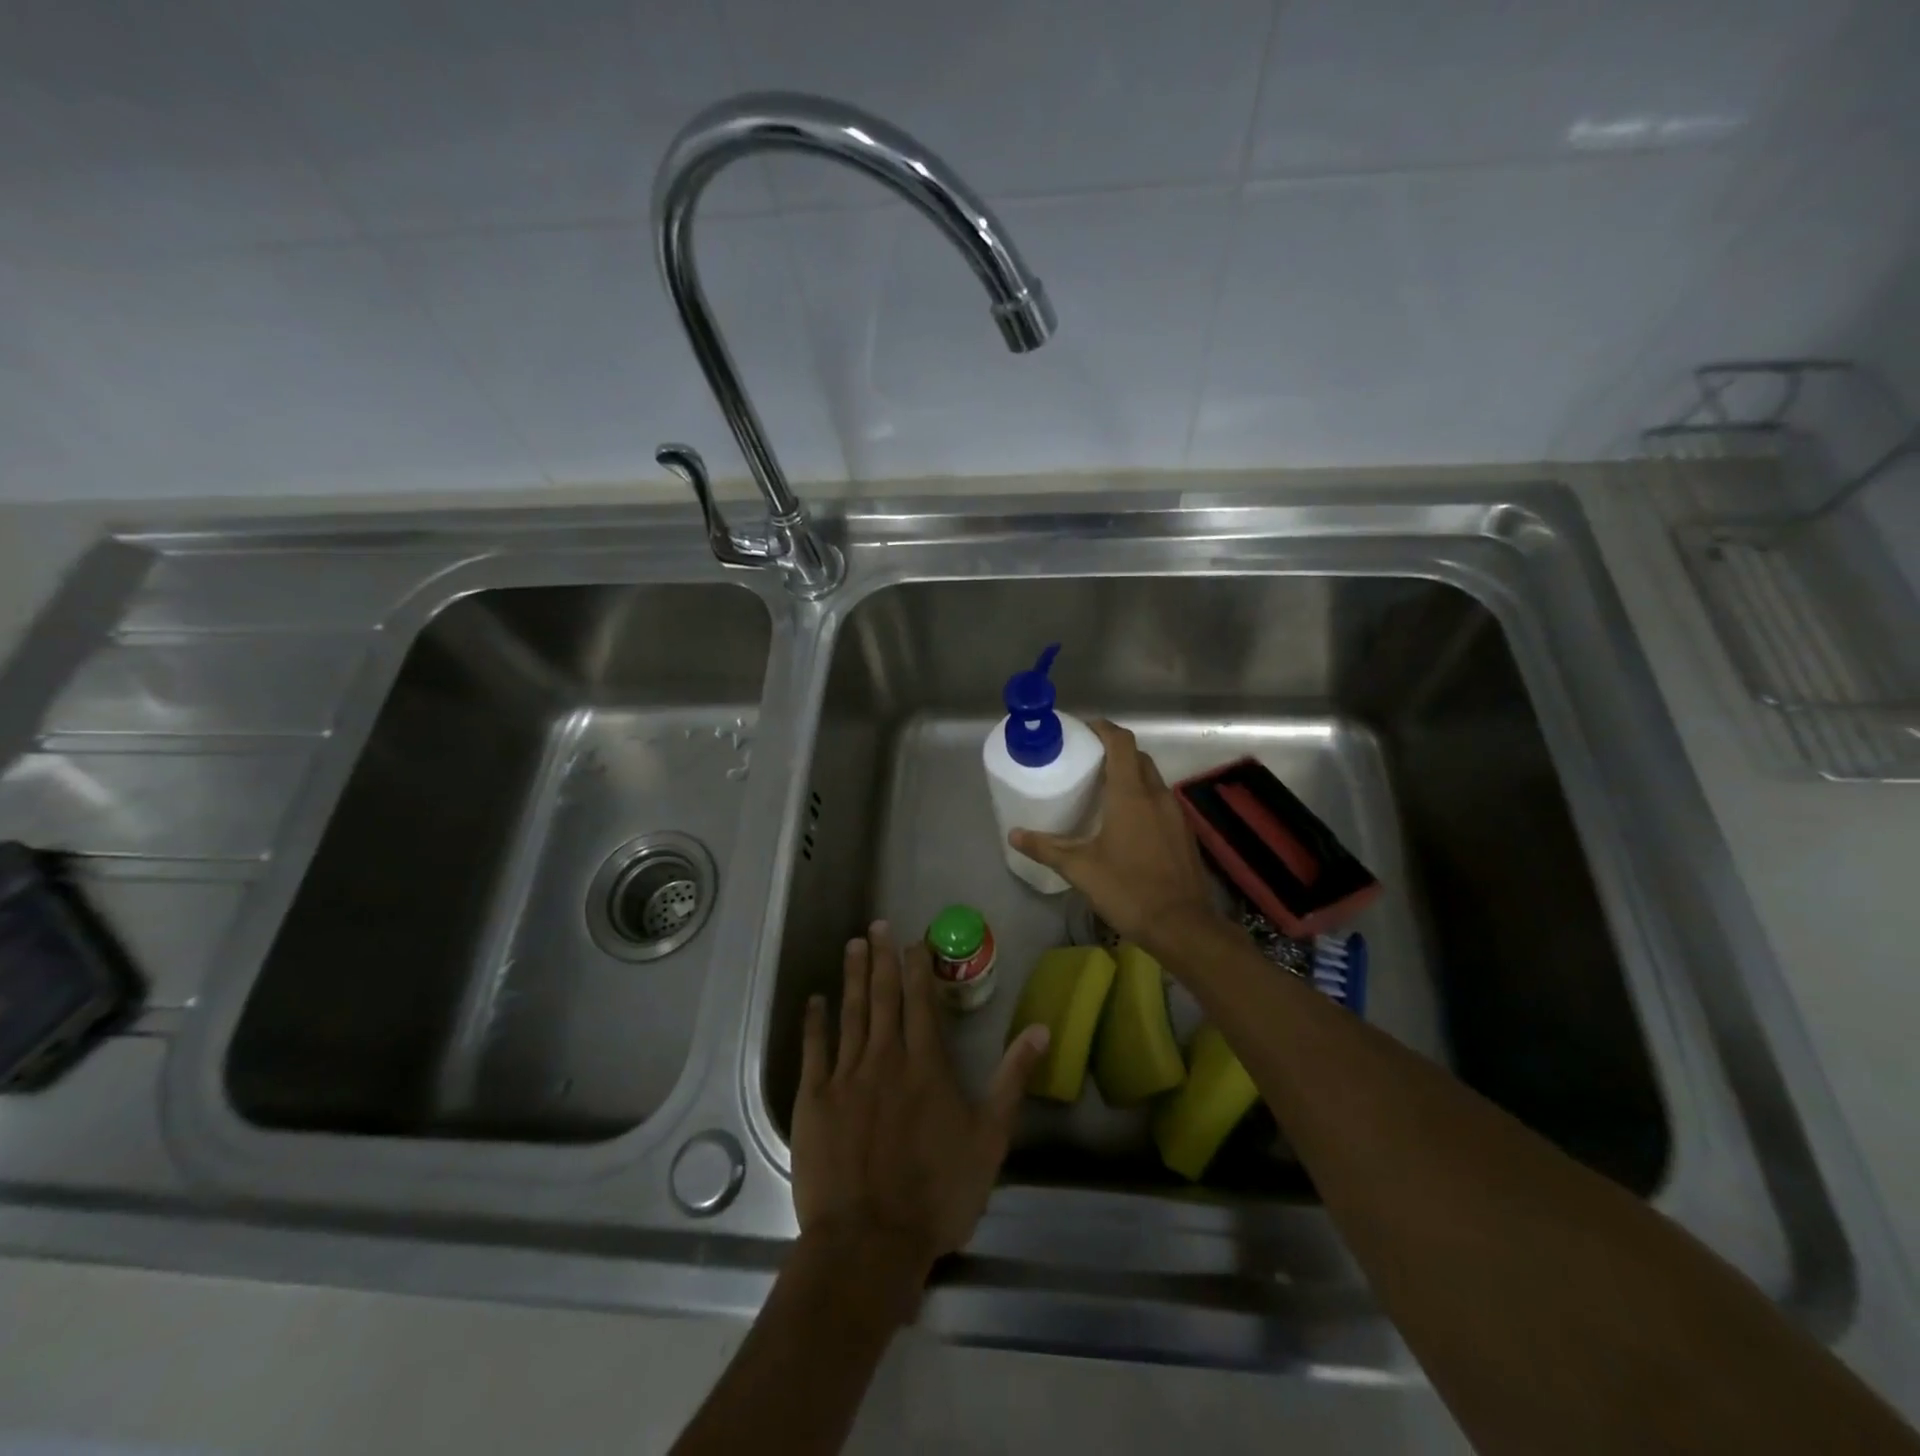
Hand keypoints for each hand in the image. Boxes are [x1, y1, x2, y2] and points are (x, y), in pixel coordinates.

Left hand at [792, 922, 1049, 1288]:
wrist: (870, 1241)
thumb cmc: (937, 1192)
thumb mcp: (990, 1138)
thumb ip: (1012, 1079)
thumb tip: (1041, 1028)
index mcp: (925, 1064)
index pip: (922, 1002)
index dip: (918, 967)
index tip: (914, 940)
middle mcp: (885, 1057)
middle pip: (884, 997)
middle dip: (883, 958)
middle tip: (877, 925)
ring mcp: (846, 1076)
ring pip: (851, 1013)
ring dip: (853, 977)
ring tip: (853, 945)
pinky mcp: (815, 1099)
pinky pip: (815, 1049)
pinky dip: (815, 1022)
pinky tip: (815, 1000)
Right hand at [1009, 719, 1220, 947]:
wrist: (1183, 926)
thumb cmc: (1128, 890)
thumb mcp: (1081, 870)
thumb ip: (1047, 848)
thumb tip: (1014, 834)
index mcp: (1131, 795)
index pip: (1121, 743)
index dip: (1103, 729)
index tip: (1082, 729)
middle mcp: (1157, 795)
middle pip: (1137, 757)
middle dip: (1114, 751)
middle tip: (1086, 760)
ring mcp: (1175, 814)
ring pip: (1151, 778)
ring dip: (1129, 774)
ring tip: (1102, 788)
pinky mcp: (1183, 832)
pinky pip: (1160, 800)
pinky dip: (1142, 797)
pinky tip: (1126, 820)